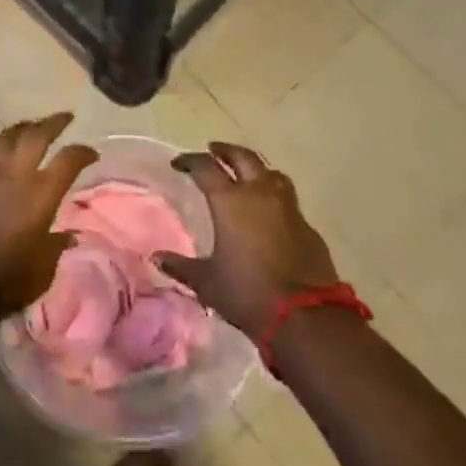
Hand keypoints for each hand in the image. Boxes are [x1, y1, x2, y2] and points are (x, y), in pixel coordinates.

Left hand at [0, 113, 97, 317]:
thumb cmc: (5, 283)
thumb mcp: (42, 271)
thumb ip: (55, 247)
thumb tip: (68, 236)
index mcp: (41, 194)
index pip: (69, 159)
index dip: (83, 152)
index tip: (91, 152)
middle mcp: (13, 176)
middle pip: (36, 135)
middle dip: (53, 123)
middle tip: (64, 118)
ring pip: (3, 140)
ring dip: (19, 131)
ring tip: (27, 128)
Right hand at [156, 143, 339, 341]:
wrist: (305, 316)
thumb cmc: (247, 293)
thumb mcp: (207, 282)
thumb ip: (181, 266)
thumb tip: (157, 257)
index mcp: (230, 201)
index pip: (205, 167)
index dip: (190, 161)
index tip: (178, 163)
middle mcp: (260, 194)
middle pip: (243, 158)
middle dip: (226, 151)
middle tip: (214, 150)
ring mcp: (288, 207)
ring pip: (271, 173)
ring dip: (255, 168)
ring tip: (246, 174)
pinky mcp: (307, 226)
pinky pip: (287, 199)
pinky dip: (274, 196)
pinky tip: (269, 211)